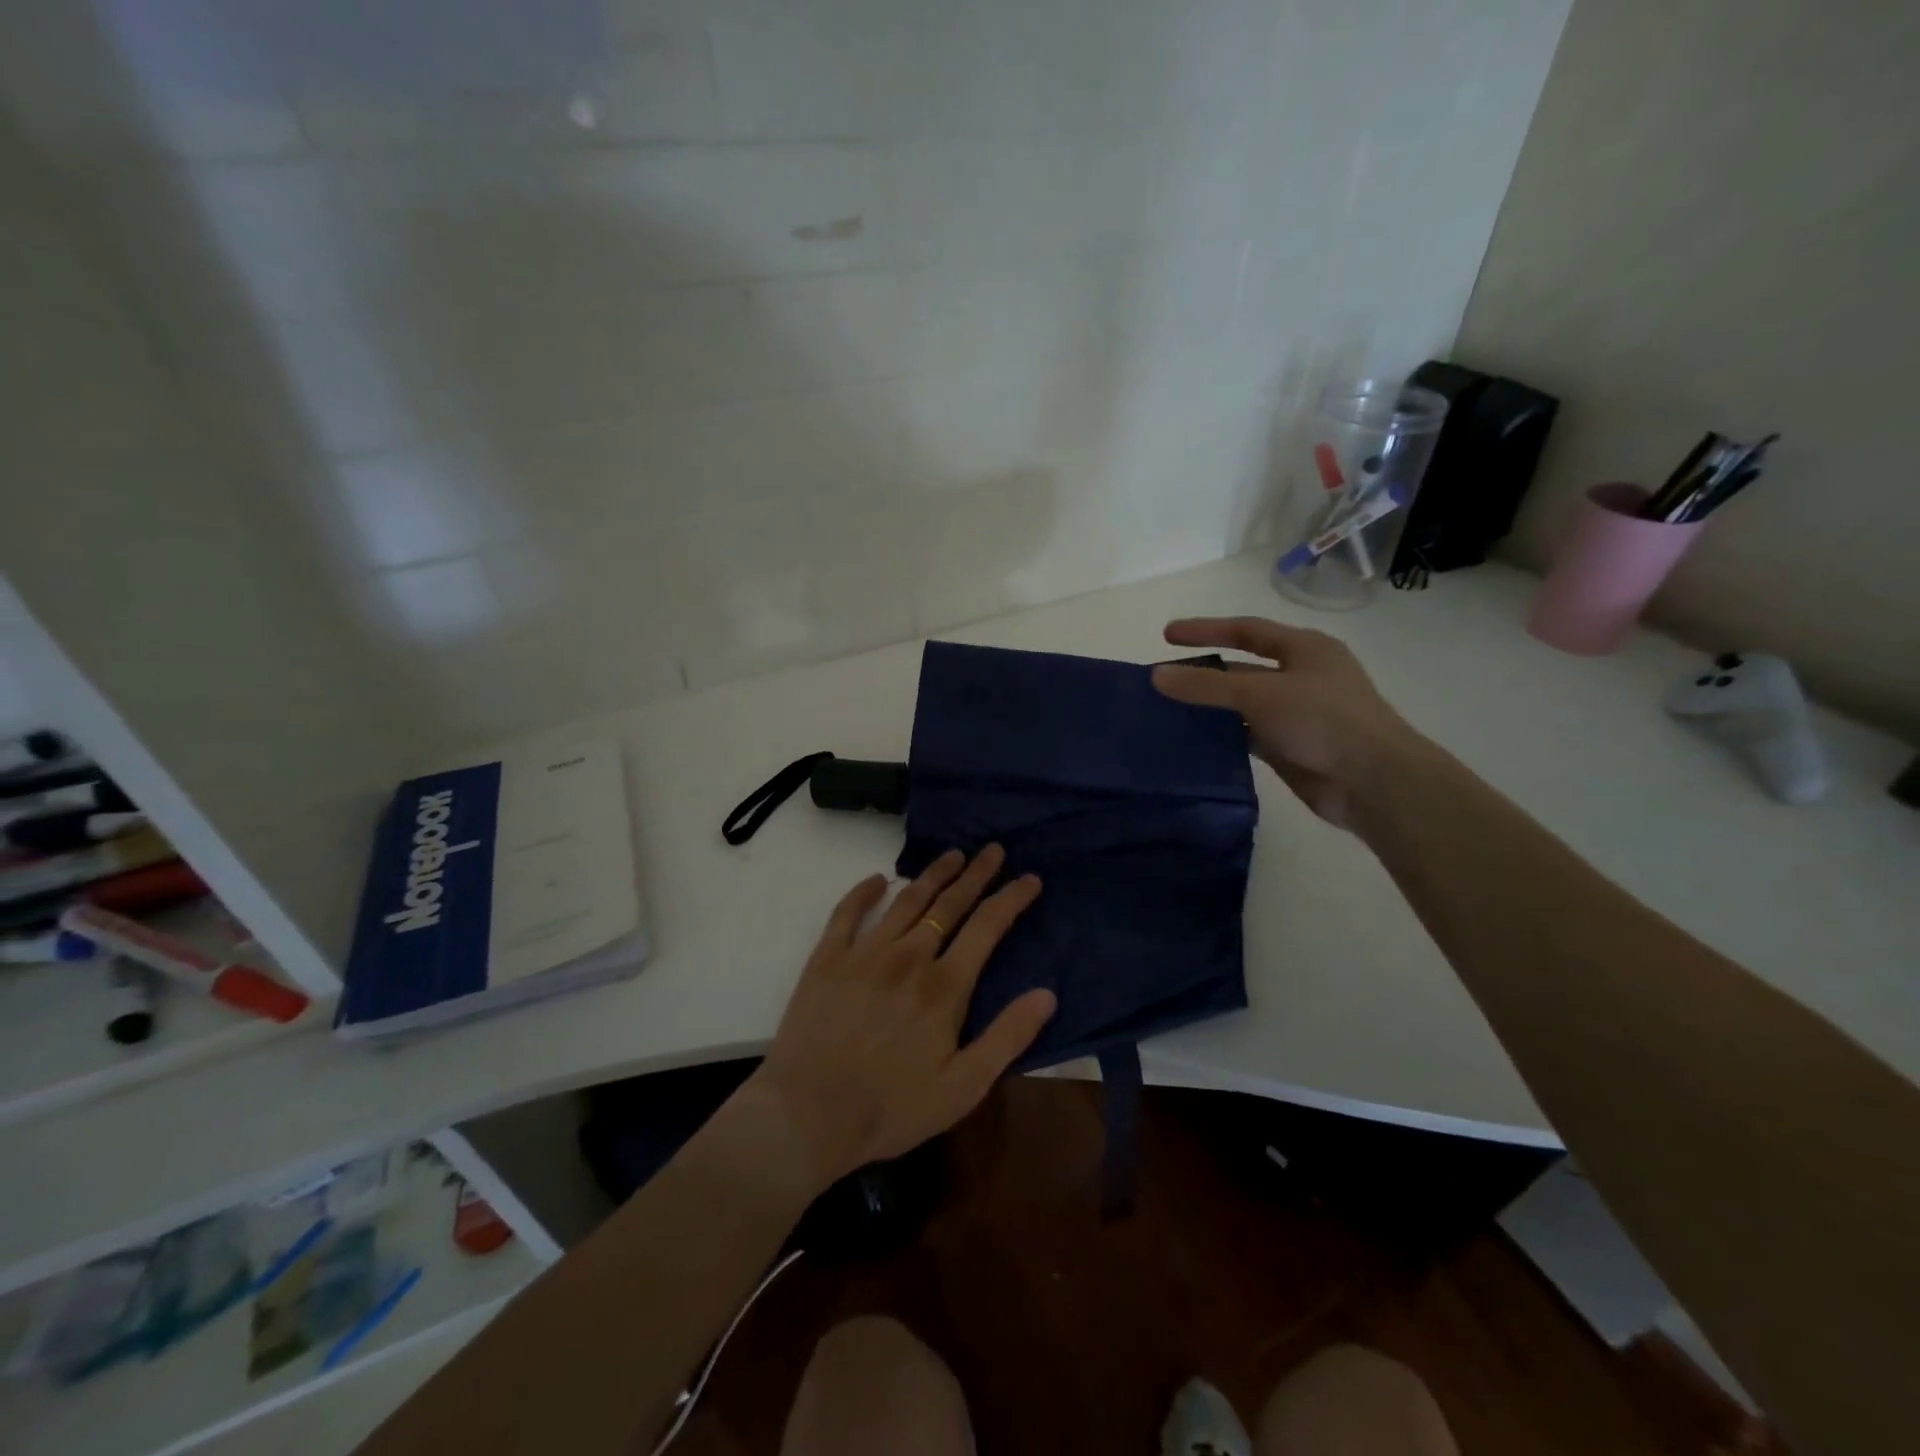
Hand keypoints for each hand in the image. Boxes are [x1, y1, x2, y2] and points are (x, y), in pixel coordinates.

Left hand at [747, 845, 1053, 1187]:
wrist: (808, 1115)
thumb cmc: (891, 1108)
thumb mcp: (963, 1087)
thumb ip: (1007, 1037)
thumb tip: (1047, 994)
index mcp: (944, 986)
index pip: (987, 927)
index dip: (1011, 898)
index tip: (1029, 878)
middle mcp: (909, 957)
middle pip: (950, 904)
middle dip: (976, 874)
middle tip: (993, 849)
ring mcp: (865, 952)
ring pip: (907, 900)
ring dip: (933, 874)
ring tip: (952, 855)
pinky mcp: (827, 958)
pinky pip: (848, 912)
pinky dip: (864, 890)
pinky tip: (877, 879)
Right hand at [1151, 616, 1420, 831]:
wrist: (1373, 781)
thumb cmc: (1323, 720)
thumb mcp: (1260, 694)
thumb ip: (1206, 686)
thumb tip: (1157, 675)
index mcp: (1304, 649)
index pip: (1246, 630)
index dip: (1206, 630)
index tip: (1167, 635)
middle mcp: (1301, 677)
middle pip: (1241, 670)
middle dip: (1203, 674)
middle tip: (1162, 682)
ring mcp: (1296, 714)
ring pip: (1242, 705)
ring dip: (1210, 708)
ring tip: (1167, 712)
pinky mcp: (1290, 747)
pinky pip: (1247, 735)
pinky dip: (1222, 736)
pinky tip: (1192, 741)